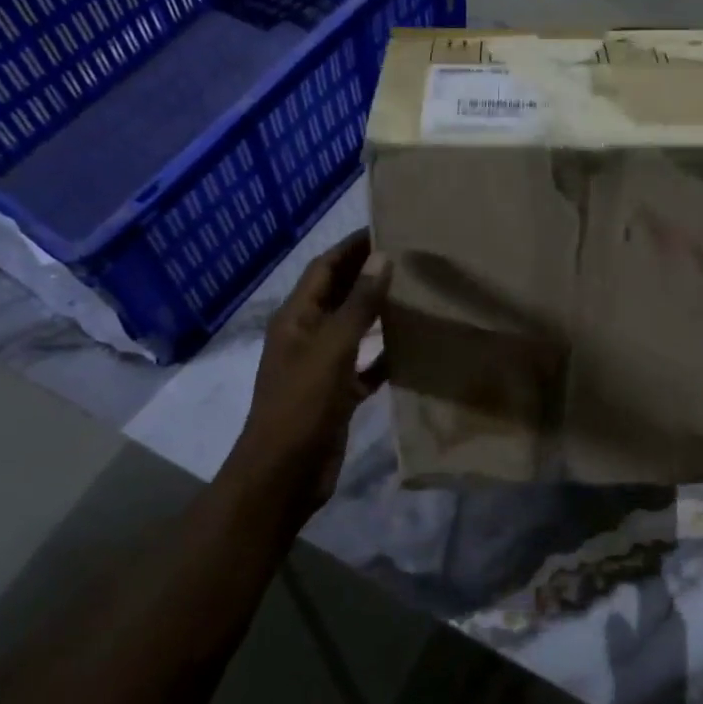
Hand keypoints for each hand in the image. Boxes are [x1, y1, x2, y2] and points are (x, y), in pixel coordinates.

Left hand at [235, 230, 390, 515]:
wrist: (284, 476)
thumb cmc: (301, 407)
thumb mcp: (331, 350)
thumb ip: (358, 305)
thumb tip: (382, 258)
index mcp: (296, 318)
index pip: (324, 268)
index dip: (352, 246)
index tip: (388, 227)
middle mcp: (308, 336)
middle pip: (340, 294)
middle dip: (369, 274)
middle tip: (412, 256)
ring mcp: (323, 366)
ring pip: (355, 328)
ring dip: (380, 311)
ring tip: (419, 293)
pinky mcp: (339, 394)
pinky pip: (366, 365)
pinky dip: (386, 353)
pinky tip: (415, 346)